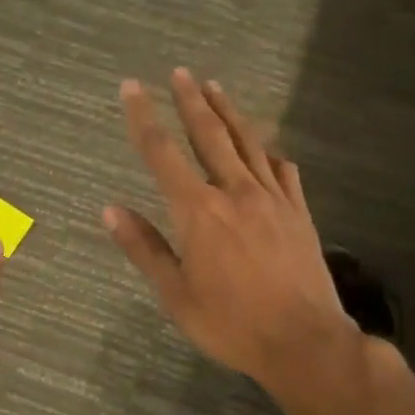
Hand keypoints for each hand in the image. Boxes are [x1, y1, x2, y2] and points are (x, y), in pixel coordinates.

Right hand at [105, 69, 357, 400]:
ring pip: (248, 143)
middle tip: (179, 73)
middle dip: (190, 101)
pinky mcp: (299, 212)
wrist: (303, 341)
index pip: (164, 154)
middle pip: (210, 135)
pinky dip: (269, 152)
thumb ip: (144, 248)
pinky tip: (266, 146)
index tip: (132, 88)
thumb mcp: (175, 295)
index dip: (144, 119)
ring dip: (229, 113)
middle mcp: (236, 193)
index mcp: (199, 212)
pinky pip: (283, 170)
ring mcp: (273, 199)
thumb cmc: (230, 323)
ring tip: (215, 87)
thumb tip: (110, 210)